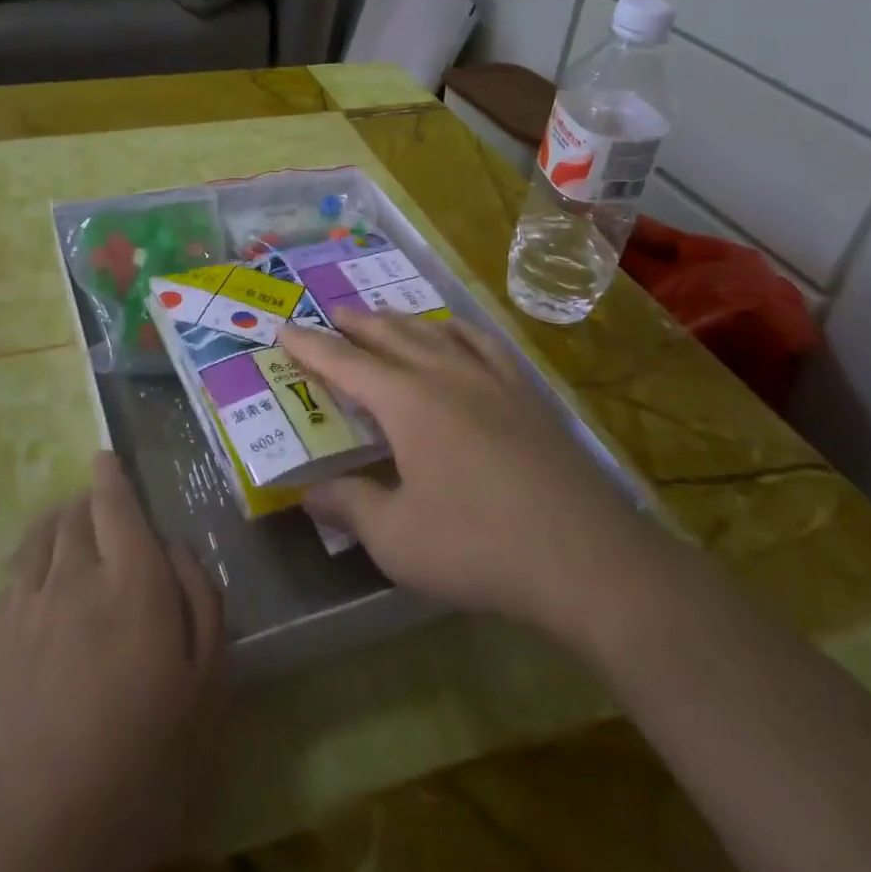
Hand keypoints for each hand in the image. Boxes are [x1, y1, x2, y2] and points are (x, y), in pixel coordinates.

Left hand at [0, 453, 225, 871]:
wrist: (40, 831)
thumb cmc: (144, 758)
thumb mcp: (205, 685)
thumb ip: (201, 601)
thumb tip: (177, 547)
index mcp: (134, 581)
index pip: (116, 504)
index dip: (111, 475)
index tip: (107, 457)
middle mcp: (77, 576)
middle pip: (76, 512)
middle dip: (89, 496)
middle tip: (102, 501)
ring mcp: (28, 605)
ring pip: (41, 534)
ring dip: (58, 518)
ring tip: (70, 523)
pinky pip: (12, 570)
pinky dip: (30, 551)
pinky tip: (37, 567)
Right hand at [279, 311, 630, 627]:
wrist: (585, 557)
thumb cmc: (478, 546)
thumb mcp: (396, 539)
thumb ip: (349, 507)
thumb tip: (308, 492)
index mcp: (406, 402)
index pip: (345, 363)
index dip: (310, 347)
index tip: (284, 328)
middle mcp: (445, 376)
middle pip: (390, 336)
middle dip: (356, 324)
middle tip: (331, 313)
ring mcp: (491, 381)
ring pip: (435, 334)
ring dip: (402, 322)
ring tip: (383, 317)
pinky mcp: (527, 396)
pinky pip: (485, 345)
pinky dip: (460, 331)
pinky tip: (457, 333)